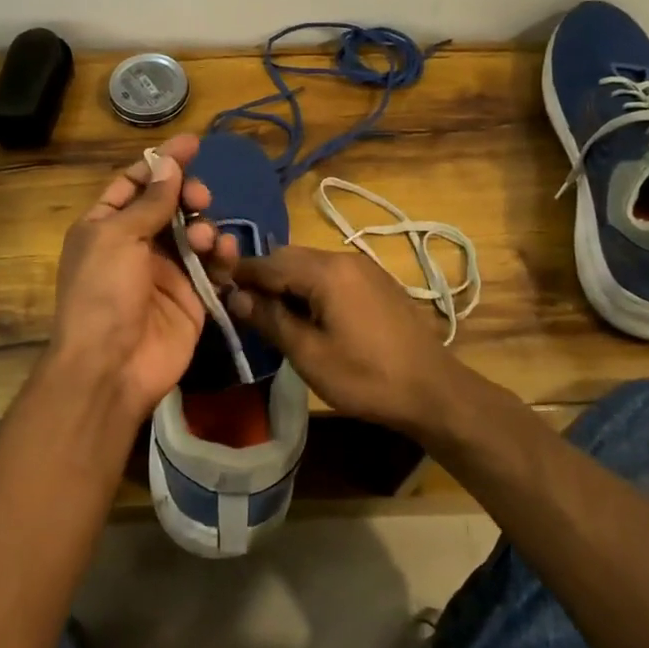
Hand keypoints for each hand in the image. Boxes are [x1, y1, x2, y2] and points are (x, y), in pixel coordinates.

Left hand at [49, 133, 236, 419]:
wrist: (112, 367)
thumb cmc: (103, 293)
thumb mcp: (117, 238)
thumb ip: (149, 201)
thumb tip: (169, 165)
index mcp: (106, 226)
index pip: (135, 182)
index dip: (162, 162)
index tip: (193, 143)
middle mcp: (136, 244)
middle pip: (170, 204)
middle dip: (188, 195)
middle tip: (199, 199)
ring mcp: (166, 271)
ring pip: (195, 232)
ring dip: (204, 227)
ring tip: (204, 240)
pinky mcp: (193, 296)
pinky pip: (213, 266)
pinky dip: (223, 255)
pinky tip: (226, 255)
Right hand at [227, 246, 461, 436]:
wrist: (433, 390)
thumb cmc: (366, 376)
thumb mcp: (308, 354)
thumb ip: (270, 319)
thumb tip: (235, 296)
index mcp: (326, 271)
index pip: (269, 262)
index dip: (240, 273)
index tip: (215, 286)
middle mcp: (344, 258)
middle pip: (291, 257)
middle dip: (264, 276)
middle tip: (241, 305)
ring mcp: (365, 268)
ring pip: (312, 265)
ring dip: (288, 282)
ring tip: (271, 313)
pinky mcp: (378, 283)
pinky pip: (333, 275)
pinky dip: (312, 287)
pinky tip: (308, 314)